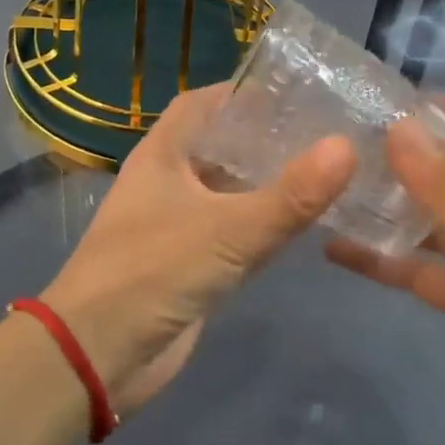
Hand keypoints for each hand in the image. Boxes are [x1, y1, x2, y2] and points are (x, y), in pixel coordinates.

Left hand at [44, 83, 355, 414]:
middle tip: (327, 130)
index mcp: (163, 154)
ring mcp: (178, 225)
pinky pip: (234, 233)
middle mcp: (169, 182)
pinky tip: (303, 222)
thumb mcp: (228, 230)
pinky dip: (263, 225)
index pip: (202, 104)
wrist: (97, 355)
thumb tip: (347, 146)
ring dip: (268, 183)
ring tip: (327, 169)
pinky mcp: (191, 265)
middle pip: (221, 146)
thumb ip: (290, 195)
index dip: (241, 92)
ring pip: (230, 192)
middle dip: (265, 138)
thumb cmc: (152, 272)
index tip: (294, 89)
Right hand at [326, 98, 444, 444]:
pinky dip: (382, 261)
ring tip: (326, 188)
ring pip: (427, 223)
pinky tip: (335, 250)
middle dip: (400, 159)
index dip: (441, 112)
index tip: (380, 100)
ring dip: (385, 208)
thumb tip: (398, 126)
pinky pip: (419, 272)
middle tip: (335, 142)